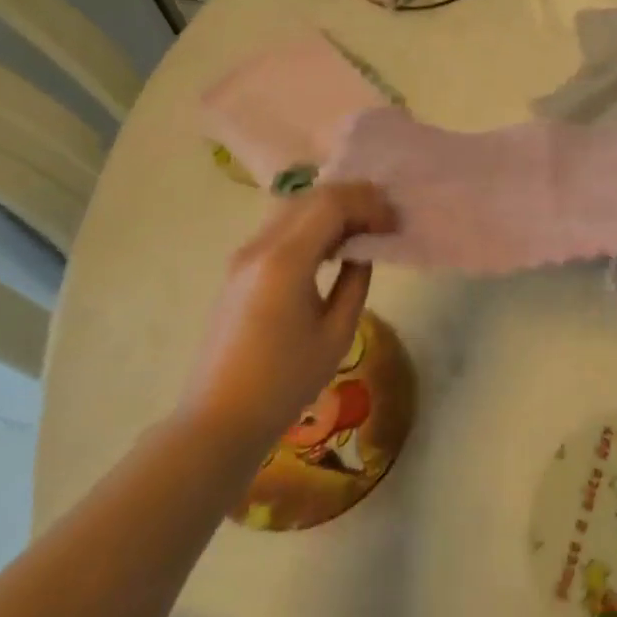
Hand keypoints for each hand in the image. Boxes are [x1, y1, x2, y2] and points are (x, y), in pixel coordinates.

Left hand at [181, 182, 396, 448]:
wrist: (221, 417)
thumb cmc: (285, 382)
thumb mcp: (337, 333)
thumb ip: (355, 281)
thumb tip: (362, 251)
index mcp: (285, 261)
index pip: (332, 204)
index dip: (369, 205)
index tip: (395, 223)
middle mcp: (260, 246)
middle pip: (312, 198)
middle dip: (354, 199)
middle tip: (386, 219)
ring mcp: (244, 255)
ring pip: (294, 208)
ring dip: (332, 208)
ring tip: (364, 227)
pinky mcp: (239, 268)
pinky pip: (281, 227)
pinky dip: (312, 223)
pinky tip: (333, 244)